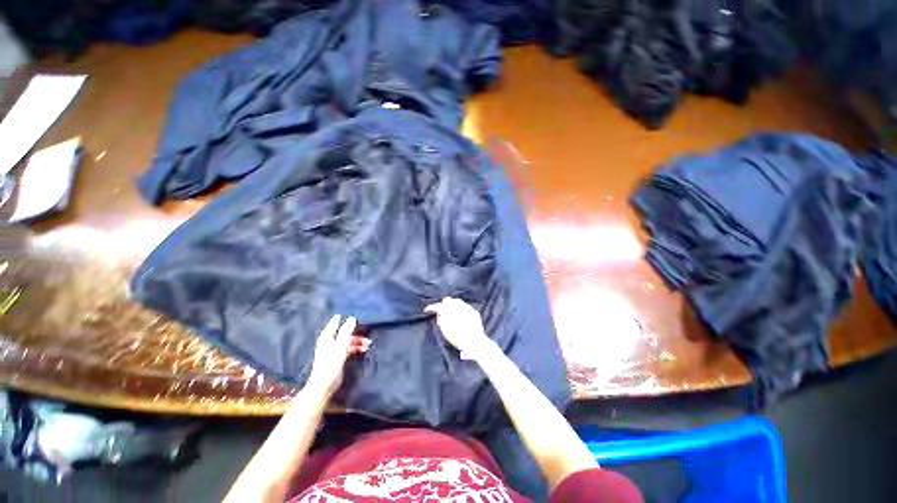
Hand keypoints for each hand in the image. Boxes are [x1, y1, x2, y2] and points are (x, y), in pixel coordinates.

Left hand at [306, 315, 370, 397]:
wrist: (325, 384)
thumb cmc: (331, 363)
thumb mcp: (341, 345)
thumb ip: (346, 331)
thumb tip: (352, 318)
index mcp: (327, 337)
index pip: (335, 324)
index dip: (342, 319)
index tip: (353, 315)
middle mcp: (330, 342)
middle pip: (344, 333)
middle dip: (356, 334)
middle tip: (367, 334)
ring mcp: (334, 350)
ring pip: (348, 341)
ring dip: (358, 342)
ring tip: (368, 344)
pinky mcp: (338, 358)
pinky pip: (349, 349)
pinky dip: (356, 348)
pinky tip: (363, 350)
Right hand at [424, 297, 495, 360]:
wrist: (476, 344)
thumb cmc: (459, 340)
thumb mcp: (446, 332)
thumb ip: (441, 320)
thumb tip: (439, 313)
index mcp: (452, 313)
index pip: (439, 306)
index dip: (432, 307)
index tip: (427, 309)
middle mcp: (460, 308)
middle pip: (448, 300)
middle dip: (443, 304)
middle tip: (440, 310)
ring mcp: (468, 309)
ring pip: (457, 301)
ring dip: (452, 304)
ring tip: (449, 310)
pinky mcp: (474, 312)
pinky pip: (465, 305)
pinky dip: (460, 307)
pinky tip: (459, 313)